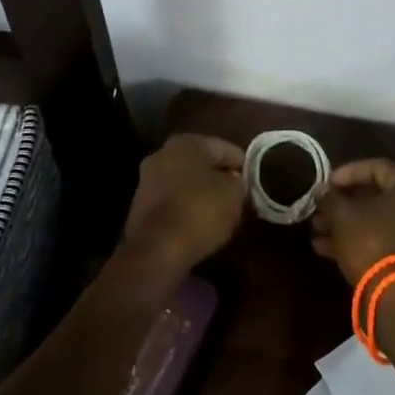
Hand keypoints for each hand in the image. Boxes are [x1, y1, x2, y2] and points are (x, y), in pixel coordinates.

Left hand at [122, 134, 246, 274]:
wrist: (156, 251)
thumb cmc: (199, 212)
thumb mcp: (234, 194)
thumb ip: (238, 181)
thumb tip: (234, 180)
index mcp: (187, 142)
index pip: (225, 148)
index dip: (243, 166)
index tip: (254, 184)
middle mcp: (163, 153)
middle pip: (202, 164)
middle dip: (219, 178)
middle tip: (238, 197)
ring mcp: (148, 180)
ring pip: (185, 182)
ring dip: (201, 194)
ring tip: (220, 214)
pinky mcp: (140, 207)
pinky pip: (172, 202)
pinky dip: (185, 209)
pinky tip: (198, 225)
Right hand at [311, 158, 394, 286]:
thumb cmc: (372, 242)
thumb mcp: (343, 215)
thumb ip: (330, 198)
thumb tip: (321, 190)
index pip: (376, 167)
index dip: (346, 173)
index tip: (325, 184)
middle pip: (376, 196)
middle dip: (343, 203)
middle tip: (320, 209)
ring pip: (377, 220)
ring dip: (346, 224)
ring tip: (317, 231)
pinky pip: (384, 239)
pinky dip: (358, 240)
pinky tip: (326, 249)